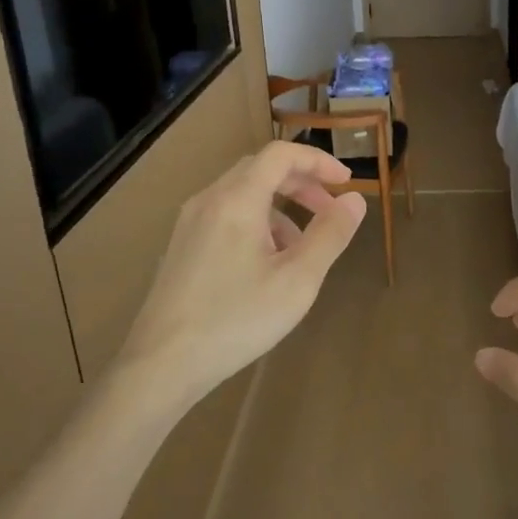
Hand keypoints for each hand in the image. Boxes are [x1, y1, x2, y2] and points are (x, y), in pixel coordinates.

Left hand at [117, 141, 364, 416]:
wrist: (162, 364)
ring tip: (303, 247)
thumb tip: (355, 201)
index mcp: (237, 200)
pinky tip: (267, 265)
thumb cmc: (236, 319)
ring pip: (243, 195)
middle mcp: (209, 200)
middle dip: (302, 183)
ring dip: (281, 206)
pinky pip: (226, 216)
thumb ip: (330, 235)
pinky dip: (257, 223)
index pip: (281, 155)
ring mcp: (190, 223)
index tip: (347, 183)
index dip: (318, 161)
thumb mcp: (297, 280)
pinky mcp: (182, 247)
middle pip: (260, 169)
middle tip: (331, 209)